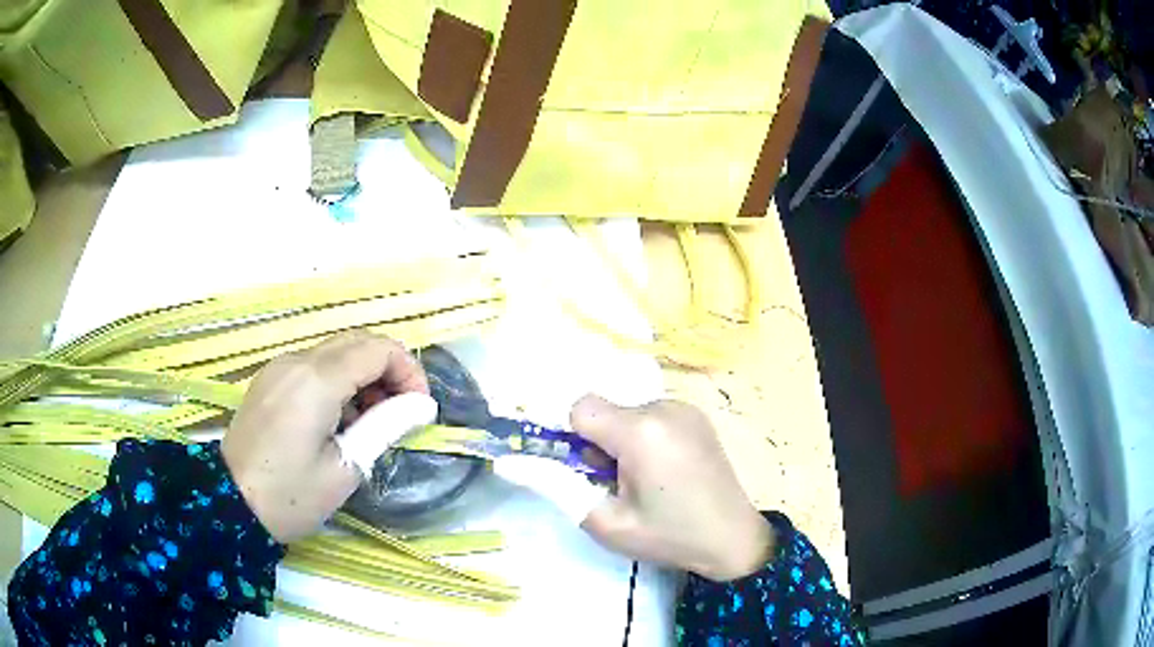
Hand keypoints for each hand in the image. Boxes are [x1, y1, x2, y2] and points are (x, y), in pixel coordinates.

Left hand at [222, 331, 429, 542]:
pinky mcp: (270, 381)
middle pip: (358, 342)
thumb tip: (422, 406)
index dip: (409, 371)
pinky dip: (338, 382)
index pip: (378, 349)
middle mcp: (296, 360)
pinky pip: (314, 366)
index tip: (419, 410)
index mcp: (316, 380)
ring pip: (335, 352)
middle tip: (401, 413)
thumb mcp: (346, 467)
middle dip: (389, 370)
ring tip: (372, 422)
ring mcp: (279, 368)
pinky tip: (339, 420)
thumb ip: (385, 426)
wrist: (230, 506)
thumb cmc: (291, 495)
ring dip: (363, 376)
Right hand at [570, 396, 775, 580]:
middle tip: (618, 482)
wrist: (734, 539)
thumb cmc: (669, 536)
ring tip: (646, 478)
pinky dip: (645, 435)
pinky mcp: (697, 415)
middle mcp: (664, 407)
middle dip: (600, 442)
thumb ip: (559, 489)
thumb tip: (518, 464)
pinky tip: (665, 468)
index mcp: (641, 431)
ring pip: (627, 412)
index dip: (572, 437)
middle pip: (606, 410)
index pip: (581, 408)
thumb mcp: (607, 524)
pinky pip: (652, 415)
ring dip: (623, 439)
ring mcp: (685, 408)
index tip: (586, 468)